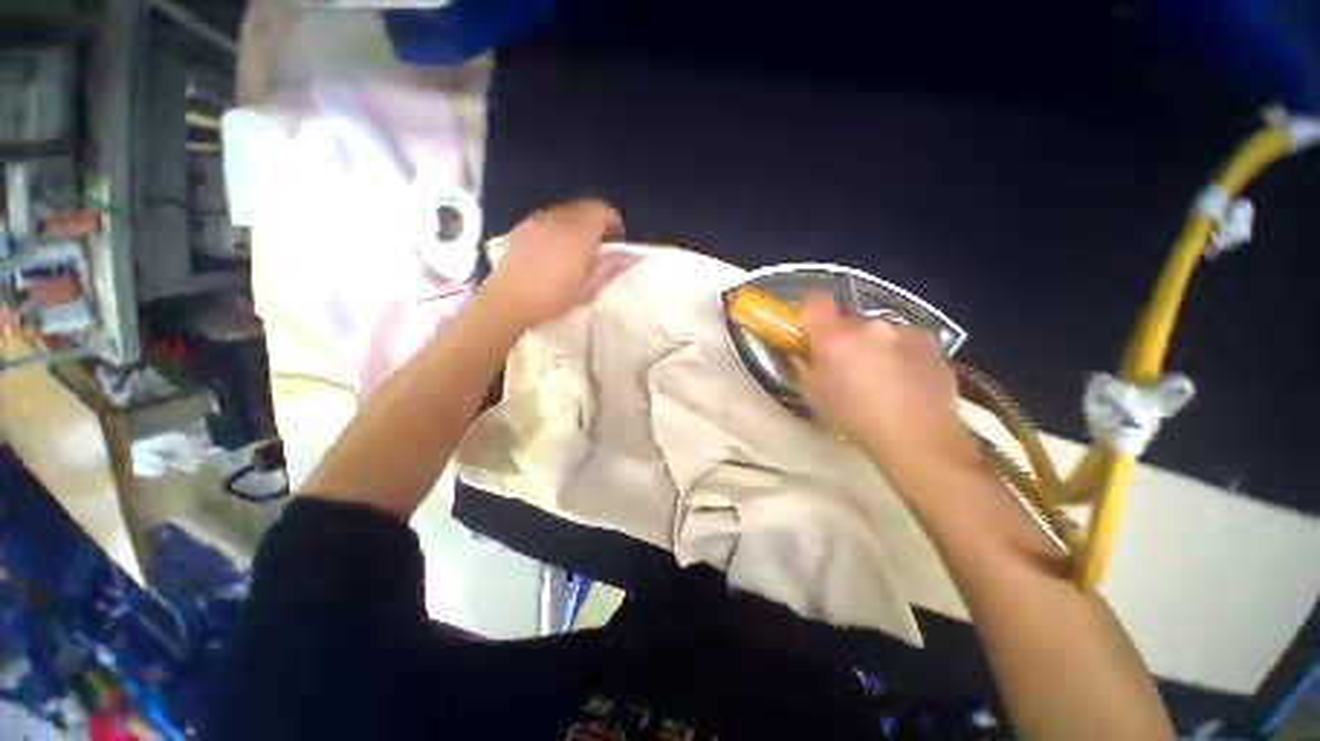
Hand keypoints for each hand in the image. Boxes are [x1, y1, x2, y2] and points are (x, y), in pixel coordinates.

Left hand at [487, 199, 636, 330]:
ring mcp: (539, 221)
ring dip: (579, 222)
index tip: (616, 240)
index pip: (602, 210)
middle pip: (585, 206)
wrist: (508, 302)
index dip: (614, 221)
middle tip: (600, 245)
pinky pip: (549, 217)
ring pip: (567, 210)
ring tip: (577, 247)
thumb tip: (630, 256)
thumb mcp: (587, 290)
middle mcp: (559, 221)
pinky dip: (560, 225)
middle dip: (597, 220)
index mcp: (578, 236)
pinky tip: (555, 248)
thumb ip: (610, 268)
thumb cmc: (552, 300)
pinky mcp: (523, 226)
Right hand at [796, 293, 981, 479]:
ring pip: (878, 331)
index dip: (811, 313)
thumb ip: (804, 365)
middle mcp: (870, 326)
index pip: (816, 301)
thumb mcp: (814, 395)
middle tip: (846, 365)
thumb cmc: (855, 421)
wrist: (920, 442)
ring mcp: (904, 332)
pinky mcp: (930, 344)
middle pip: (848, 319)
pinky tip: (905, 382)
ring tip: (882, 378)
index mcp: (835, 338)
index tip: (811, 332)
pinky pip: (904, 340)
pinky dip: (899, 354)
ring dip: (873, 346)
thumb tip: (801, 353)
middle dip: (844, 337)